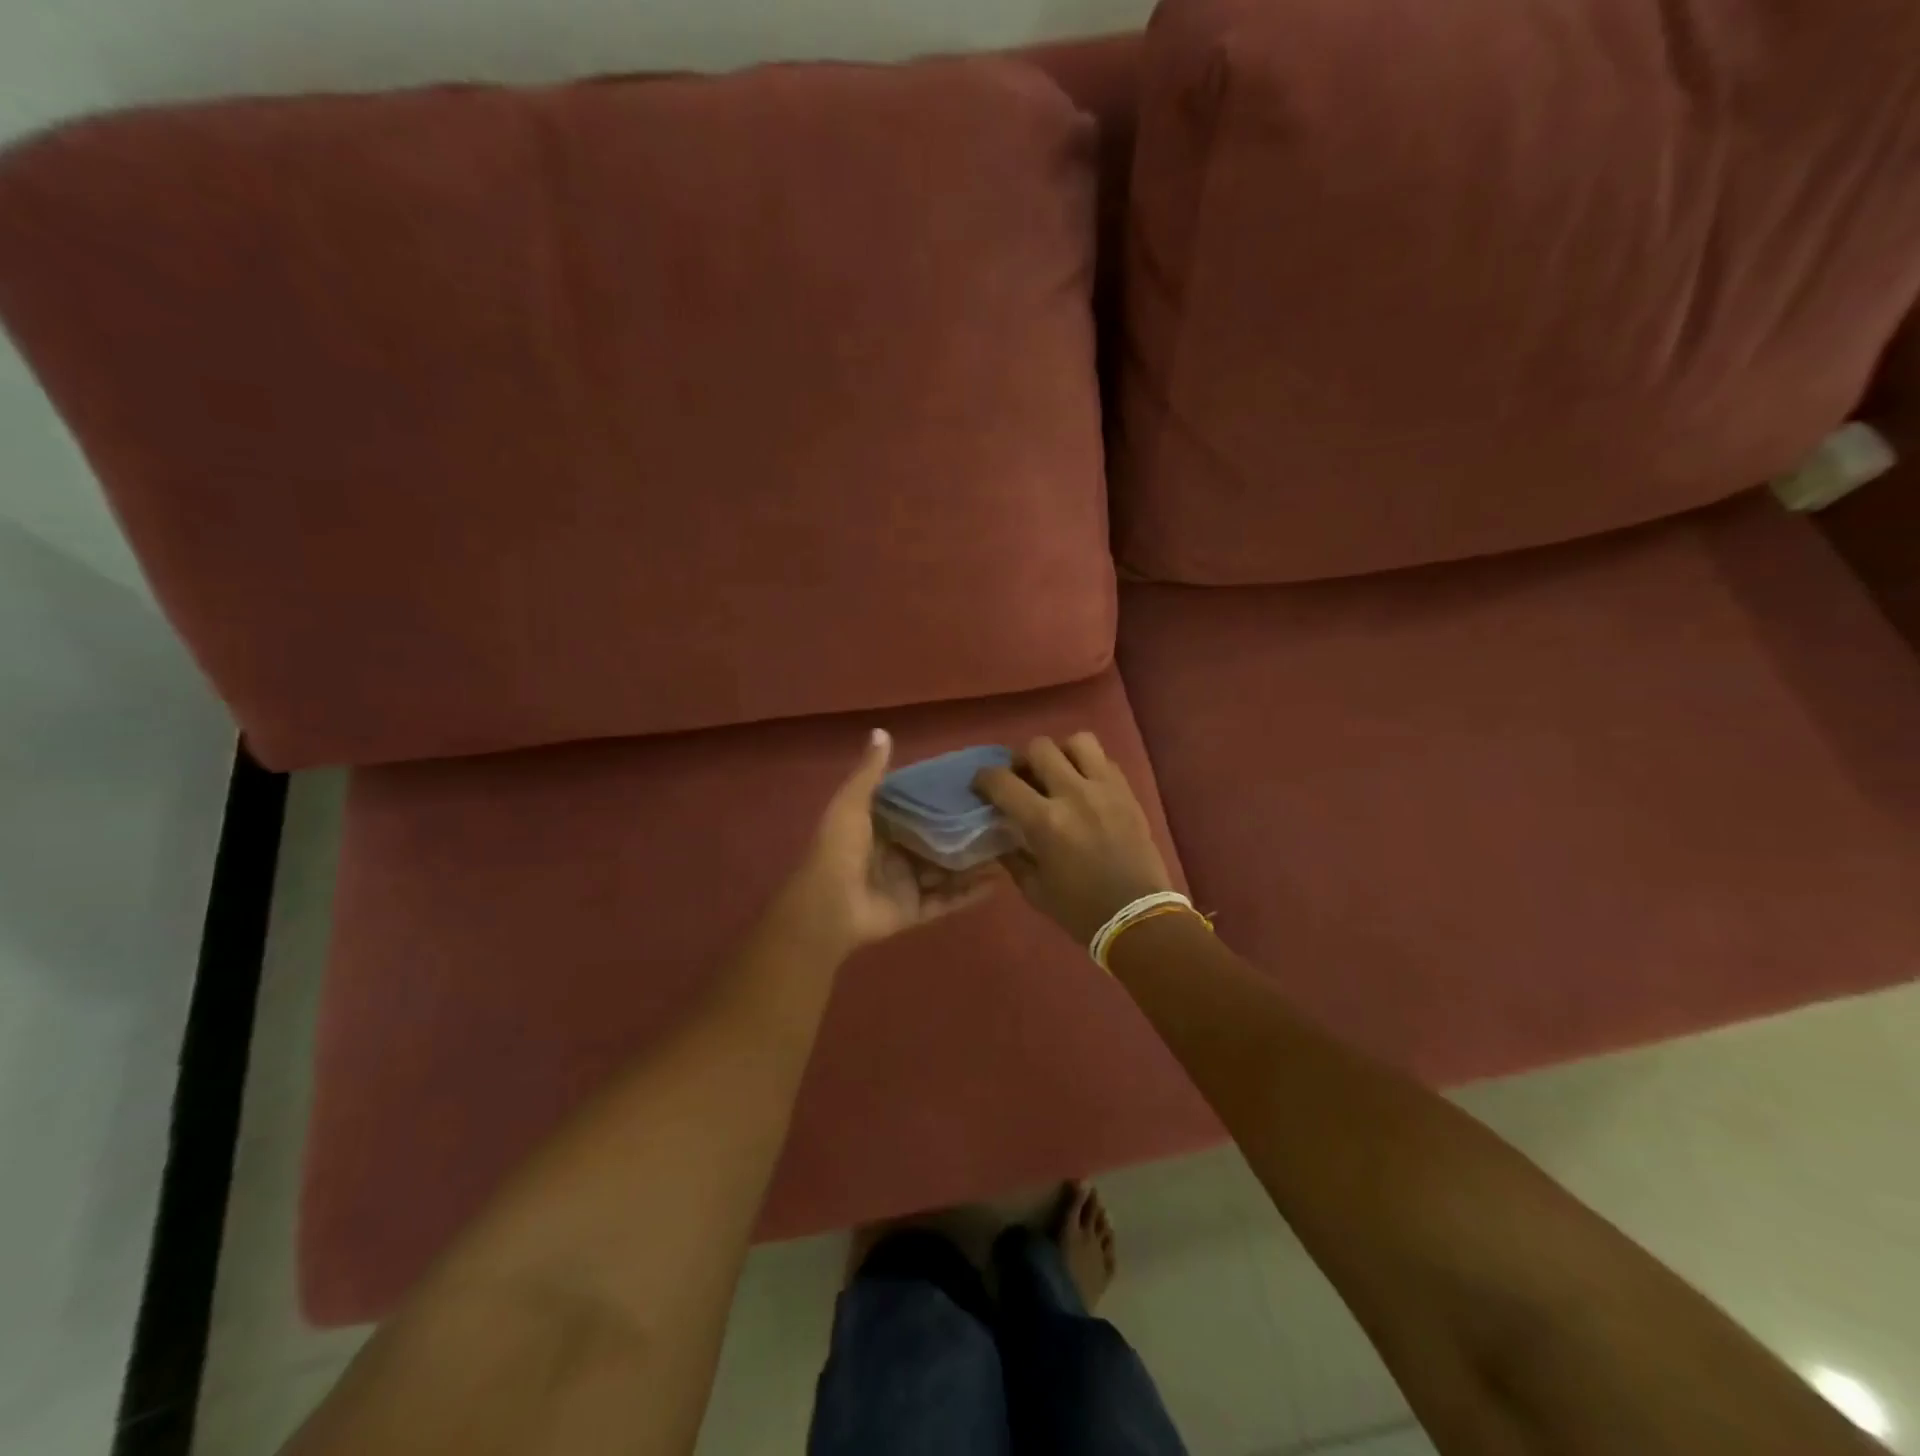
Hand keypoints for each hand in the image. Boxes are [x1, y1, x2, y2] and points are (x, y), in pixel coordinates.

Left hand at [772, 729, 995, 957]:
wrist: (829, 907)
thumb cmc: (840, 849)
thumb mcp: (852, 803)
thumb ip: (870, 772)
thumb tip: (881, 730)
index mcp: (880, 826)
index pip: (916, 807)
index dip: (942, 796)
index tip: (975, 783)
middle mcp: (896, 853)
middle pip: (937, 840)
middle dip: (964, 830)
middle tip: (1001, 815)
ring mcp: (907, 883)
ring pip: (948, 870)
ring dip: (974, 861)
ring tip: (1009, 846)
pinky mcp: (916, 910)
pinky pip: (948, 900)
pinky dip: (971, 893)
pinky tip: (999, 881)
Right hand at [974, 733, 1175, 944]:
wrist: (1138, 917)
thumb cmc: (1080, 910)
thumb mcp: (1034, 888)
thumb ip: (1012, 854)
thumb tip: (999, 830)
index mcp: (1045, 821)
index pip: (1002, 780)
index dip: (984, 779)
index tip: (981, 786)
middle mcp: (1073, 794)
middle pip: (1038, 748)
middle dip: (1022, 760)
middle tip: (1022, 778)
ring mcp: (1104, 788)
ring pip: (1077, 741)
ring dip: (1061, 753)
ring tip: (1058, 773)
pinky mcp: (1127, 792)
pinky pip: (1104, 759)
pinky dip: (1089, 765)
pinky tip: (1084, 786)